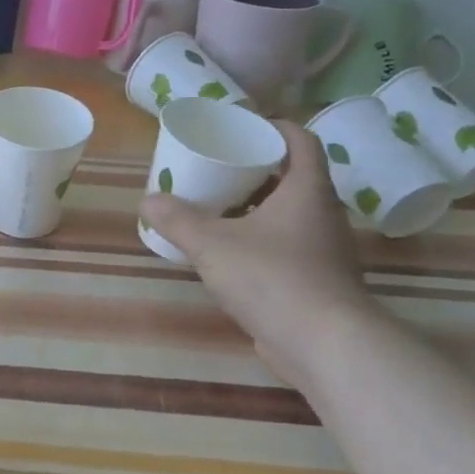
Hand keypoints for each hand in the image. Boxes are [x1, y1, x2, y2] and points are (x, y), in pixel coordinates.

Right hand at [139, 119, 379, 381]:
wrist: (326, 346)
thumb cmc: (273, 278)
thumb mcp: (212, 244)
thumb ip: (177, 220)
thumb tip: (148, 201)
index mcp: (307, 191)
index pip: (301, 141)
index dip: (275, 127)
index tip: (242, 127)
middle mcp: (323, 215)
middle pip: (293, 178)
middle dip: (255, 170)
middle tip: (217, 168)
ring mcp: (325, 251)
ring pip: (289, 215)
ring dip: (256, 208)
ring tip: (217, 209)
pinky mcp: (318, 283)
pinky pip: (288, 248)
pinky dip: (261, 242)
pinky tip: (230, 254)